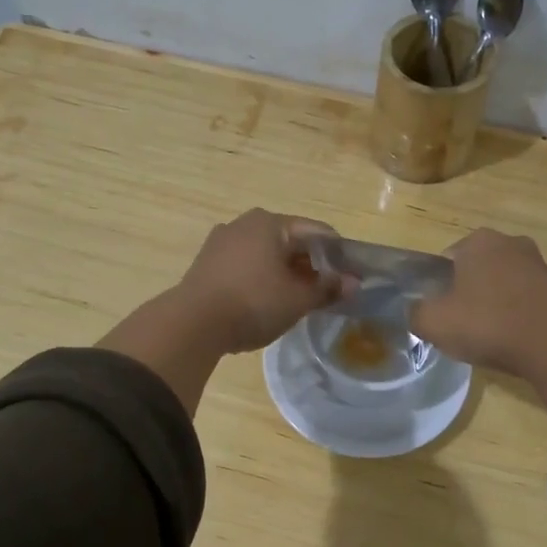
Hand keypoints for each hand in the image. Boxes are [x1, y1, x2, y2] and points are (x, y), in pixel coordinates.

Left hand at [174, 208, 346, 354]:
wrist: (192, 324)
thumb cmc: (253, 303)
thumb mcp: (297, 300)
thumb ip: (327, 289)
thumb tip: (353, 284)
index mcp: (271, 222)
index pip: (317, 232)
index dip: (338, 255)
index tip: (350, 278)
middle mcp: (245, 223)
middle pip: (290, 241)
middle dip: (310, 264)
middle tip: (325, 291)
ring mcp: (222, 241)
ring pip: (266, 253)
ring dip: (285, 272)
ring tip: (297, 299)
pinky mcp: (207, 262)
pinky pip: (245, 264)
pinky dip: (262, 277)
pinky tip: (266, 300)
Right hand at [410, 230, 546, 375]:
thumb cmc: (487, 324)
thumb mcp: (433, 322)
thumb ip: (415, 313)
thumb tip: (416, 311)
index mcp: (477, 240)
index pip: (444, 260)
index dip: (437, 288)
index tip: (438, 312)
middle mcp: (508, 241)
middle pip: (473, 270)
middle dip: (464, 293)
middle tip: (459, 325)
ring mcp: (536, 262)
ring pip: (498, 283)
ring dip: (490, 303)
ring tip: (485, 334)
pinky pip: (521, 297)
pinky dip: (512, 313)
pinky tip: (508, 337)